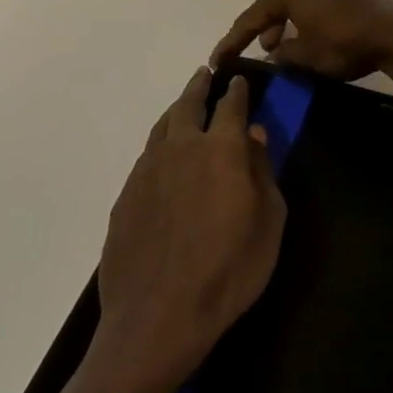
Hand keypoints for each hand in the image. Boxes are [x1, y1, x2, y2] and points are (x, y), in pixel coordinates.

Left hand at [95, 69, 285, 385]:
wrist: (157, 318)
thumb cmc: (228, 272)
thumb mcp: (268, 223)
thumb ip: (262, 172)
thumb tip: (254, 135)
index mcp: (221, 150)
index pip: (232, 106)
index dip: (238, 91)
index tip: (240, 80)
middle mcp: (181, 148)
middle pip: (189, 104)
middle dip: (200, 86)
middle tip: (206, 74)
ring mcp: (147, 170)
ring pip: (162, 126)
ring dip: (176, 110)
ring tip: (184, 105)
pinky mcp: (125, 196)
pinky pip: (146, 156)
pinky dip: (159, 144)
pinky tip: (164, 156)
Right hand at [211, 0, 392, 81]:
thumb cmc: (342, 41)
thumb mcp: (305, 56)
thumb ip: (284, 55)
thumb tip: (276, 54)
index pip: (251, 18)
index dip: (233, 41)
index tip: (217, 60)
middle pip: (272, 8)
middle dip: (260, 31)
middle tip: (249, 54)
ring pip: (295, 9)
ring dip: (284, 30)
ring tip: (279, 51)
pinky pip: (313, 11)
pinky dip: (304, 26)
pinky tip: (307, 43)